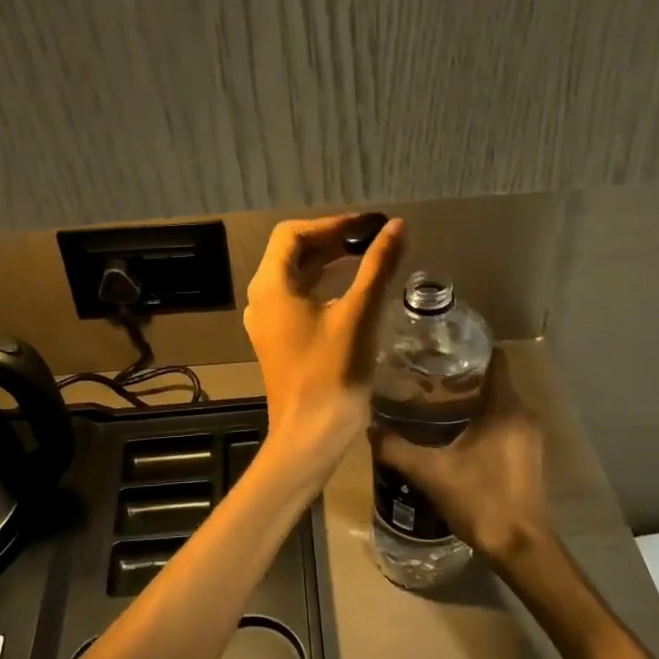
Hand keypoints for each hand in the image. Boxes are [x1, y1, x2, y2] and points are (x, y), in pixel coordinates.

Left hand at [243, 214, 405, 466]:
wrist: (311, 433)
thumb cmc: (332, 372)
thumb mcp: (359, 314)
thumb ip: (377, 266)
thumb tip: (397, 227)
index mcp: (270, 286)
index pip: (292, 234)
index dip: (331, 224)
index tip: (367, 226)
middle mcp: (260, 299)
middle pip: (292, 253)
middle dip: (331, 240)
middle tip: (371, 238)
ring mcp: (266, 321)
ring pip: (295, 276)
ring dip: (328, 262)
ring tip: (366, 256)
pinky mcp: (278, 339)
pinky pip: (297, 299)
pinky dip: (322, 285)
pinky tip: (352, 289)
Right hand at [371, 351, 550, 564]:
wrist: (520, 547)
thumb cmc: (481, 500)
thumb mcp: (431, 473)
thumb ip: (397, 448)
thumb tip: (370, 428)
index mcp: (506, 408)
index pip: (495, 360)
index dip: (469, 350)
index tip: (439, 350)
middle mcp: (523, 415)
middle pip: (493, 381)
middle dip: (461, 377)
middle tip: (425, 378)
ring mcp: (529, 436)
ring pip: (497, 403)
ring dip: (470, 401)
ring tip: (432, 405)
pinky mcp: (527, 455)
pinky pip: (502, 423)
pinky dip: (480, 420)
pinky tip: (452, 434)